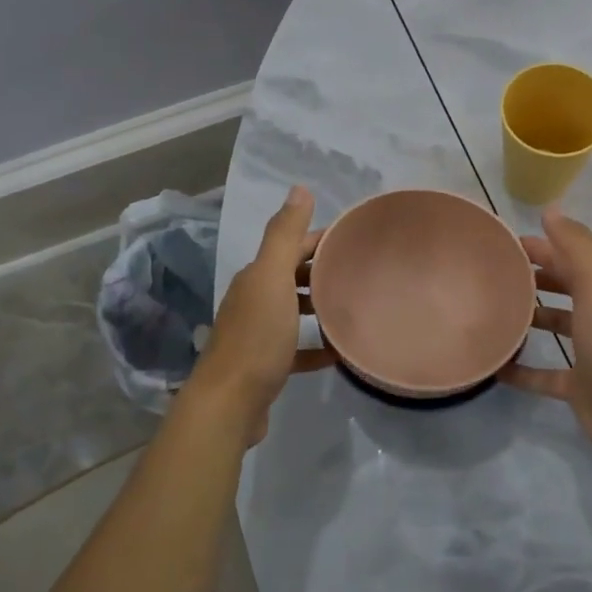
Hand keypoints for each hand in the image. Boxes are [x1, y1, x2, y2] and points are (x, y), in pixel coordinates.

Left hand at [191, 186, 334, 443]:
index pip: (292, 246)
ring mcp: (259, 334)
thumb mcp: (272, 279)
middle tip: (362, 273)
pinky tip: (339, 351)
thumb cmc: (256, 337)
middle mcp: (254, 300)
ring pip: (294, 311)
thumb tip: (298, 188)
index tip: (356, 239)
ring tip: (355, 306)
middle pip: (293, 277)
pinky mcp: (267, 365)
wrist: (229, 403)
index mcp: (257, 277)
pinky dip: (317, 346)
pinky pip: (298, 349)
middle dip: (323, 270)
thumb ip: (284, 235)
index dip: (321, 239)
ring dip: (319, 306)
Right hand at [503, 208, 591, 460]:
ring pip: (553, 328)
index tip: (500, 243)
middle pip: (560, 288)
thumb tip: (551, 210)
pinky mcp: (577, 386)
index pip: (566, 257)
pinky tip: (495, 367)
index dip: (538, 246)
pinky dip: (521, 370)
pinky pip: (543, 375)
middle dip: (530, 278)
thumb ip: (575, 246)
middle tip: (489, 275)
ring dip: (527, 319)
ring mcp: (587, 353)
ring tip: (488, 313)